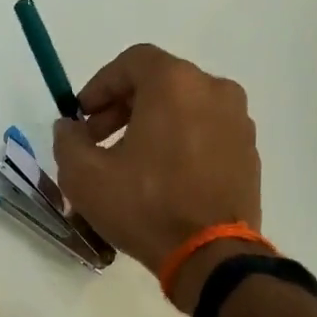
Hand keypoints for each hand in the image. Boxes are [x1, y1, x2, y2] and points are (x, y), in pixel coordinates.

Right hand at [52, 44, 261, 311]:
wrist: (209, 254)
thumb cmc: (144, 206)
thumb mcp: (84, 176)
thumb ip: (68, 141)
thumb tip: (70, 127)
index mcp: (176, 83)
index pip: (132, 62)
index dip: (100, 85)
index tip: (82, 116)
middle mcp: (214, 90)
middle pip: (160, 83)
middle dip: (122, 108)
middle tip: (98, 141)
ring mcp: (239, 121)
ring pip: (185, 109)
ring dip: (152, 126)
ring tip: (129, 164)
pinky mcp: (249, 153)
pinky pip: (206, 134)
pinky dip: (181, 144)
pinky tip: (162, 179)